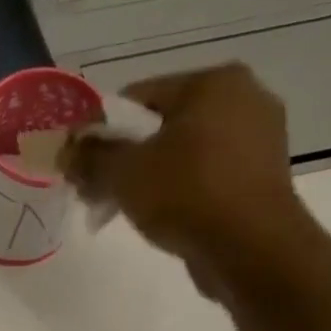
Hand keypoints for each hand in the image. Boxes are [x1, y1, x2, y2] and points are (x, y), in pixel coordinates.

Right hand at [63, 63, 324, 298]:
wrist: (250, 248)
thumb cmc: (186, 195)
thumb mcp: (123, 173)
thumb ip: (90, 157)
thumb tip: (67, 149)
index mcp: (213, 82)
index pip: (138, 97)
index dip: (100, 132)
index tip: (80, 165)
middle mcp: (244, 97)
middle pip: (162, 125)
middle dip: (125, 157)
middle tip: (98, 191)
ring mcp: (260, 137)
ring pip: (184, 152)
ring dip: (151, 176)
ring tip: (126, 208)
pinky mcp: (262, 175)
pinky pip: (207, 174)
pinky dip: (181, 190)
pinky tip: (163, 216)